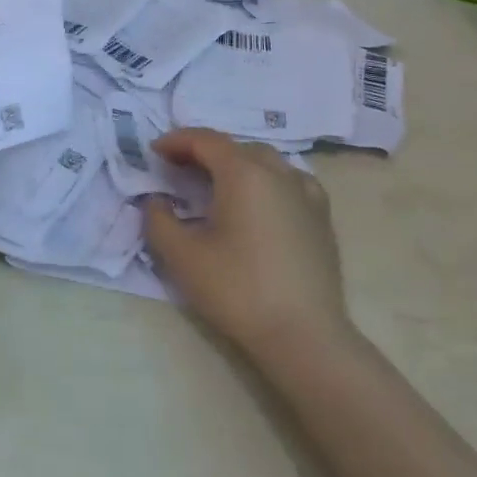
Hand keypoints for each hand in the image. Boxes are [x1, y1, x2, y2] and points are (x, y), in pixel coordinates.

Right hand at [143, 129, 352, 360]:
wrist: (304, 336)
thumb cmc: (239, 291)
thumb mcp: (183, 258)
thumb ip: (158, 220)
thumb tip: (155, 200)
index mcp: (243, 173)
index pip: (205, 140)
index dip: (177, 140)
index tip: (155, 152)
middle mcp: (277, 172)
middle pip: (235, 147)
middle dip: (203, 151)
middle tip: (178, 169)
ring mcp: (305, 192)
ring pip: (265, 160)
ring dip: (236, 163)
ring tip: (216, 183)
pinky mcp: (321, 216)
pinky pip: (290, 180)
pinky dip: (268, 179)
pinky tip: (262, 199)